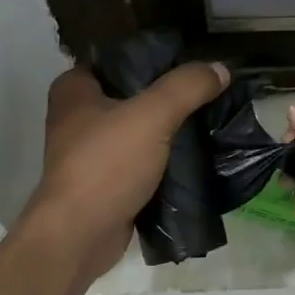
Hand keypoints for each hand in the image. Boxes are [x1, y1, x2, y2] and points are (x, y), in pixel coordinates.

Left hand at [22, 61, 229, 282]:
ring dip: (169, 130)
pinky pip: (141, 162)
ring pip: (139, 130)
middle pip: (133, 95)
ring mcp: (90, 152)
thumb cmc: (106, 165)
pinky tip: (196, 156)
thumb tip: (220, 68)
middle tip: (208, 92)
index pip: (120, 58)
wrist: (79, 236)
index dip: (156, 57)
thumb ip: (187, 87)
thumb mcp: (152, 115)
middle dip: (169, 96)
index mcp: (75, 89)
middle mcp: (77, 116)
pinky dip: (164, 161)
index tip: (192, 62)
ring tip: (210, 121)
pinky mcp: (105, 183)